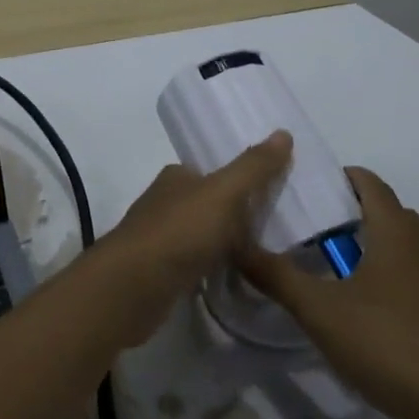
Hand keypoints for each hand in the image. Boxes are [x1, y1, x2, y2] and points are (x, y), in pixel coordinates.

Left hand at [88, 132, 292, 347]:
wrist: (135, 285)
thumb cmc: (180, 230)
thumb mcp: (224, 193)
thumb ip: (253, 167)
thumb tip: (284, 133)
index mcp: (176, 176)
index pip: (212, 171)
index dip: (240, 178)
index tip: (273, 191)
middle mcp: (165, 202)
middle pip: (208, 203)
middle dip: (236, 213)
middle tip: (278, 226)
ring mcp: (160, 239)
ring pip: (202, 235)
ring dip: (226, 242)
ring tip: (266, 254)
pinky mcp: (161, 273)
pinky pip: (197, 264)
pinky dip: (214, 267)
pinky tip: (236, 277)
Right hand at [234, 167, 418, 418]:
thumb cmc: (389, 343)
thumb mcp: (320, 311)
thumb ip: (277, 277)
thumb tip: (237, 245)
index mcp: (396, 230)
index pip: (368, 182)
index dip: (338, 178)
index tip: (307, 191)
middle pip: (387, 213)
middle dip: (351, 216)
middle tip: (312, 234)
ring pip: (405, 249)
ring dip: (375, 251)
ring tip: (337, 275)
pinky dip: (394, 282)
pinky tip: (373, 316)